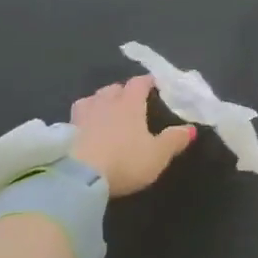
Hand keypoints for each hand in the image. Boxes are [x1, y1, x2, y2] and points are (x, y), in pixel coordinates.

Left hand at [69, 75, 193, 195]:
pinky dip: (83, 119)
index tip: (153, 84)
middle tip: (129, 100)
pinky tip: (85, 129)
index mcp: (130, 103)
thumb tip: (191, 128)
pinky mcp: (65, 131)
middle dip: (122, 91)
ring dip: (99, 101)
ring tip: (104, 111)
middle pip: (113, 88)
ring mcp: (83, 115)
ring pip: (92, 99)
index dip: (147, 81)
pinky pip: (76, 117)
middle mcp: (106, 102)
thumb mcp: (157, 155)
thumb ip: (174, 140)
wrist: (79, 176)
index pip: (139, 83)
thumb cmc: (124, 161)